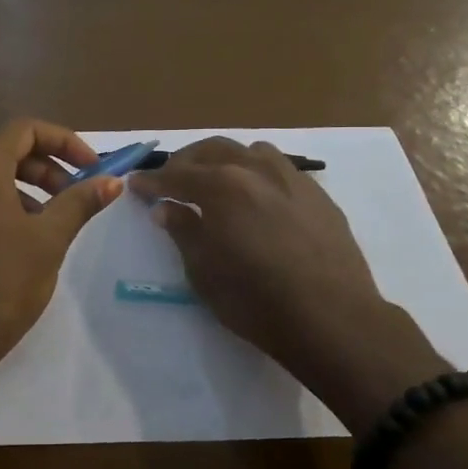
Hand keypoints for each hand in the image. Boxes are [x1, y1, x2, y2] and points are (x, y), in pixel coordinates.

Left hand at [0, 119, 121, 384]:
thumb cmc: (0, 285)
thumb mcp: (48, 240)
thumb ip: (80, 202)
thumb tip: (112, 181)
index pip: (24, 129)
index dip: (64, 142)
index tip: (90, 169)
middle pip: (1, 151)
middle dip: (44, 168)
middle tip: (72, 198)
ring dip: (19, 190)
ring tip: (43, 226)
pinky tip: (8, 244)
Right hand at [129, 139, 445, 428]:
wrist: (331, 318)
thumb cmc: (255, 301)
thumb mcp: (204, 272)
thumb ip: (183, 232)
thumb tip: (166, 208)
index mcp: (222, 186)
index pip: (177, 176)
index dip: (152, 181)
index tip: (135, 184)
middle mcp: (256, 170)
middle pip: (214, 150)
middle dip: (186, 162)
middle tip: (171, 179)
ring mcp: (293, 178)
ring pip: (252, 152)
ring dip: (226, 160)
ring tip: (215, 182)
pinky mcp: (318, 195)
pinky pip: (281, 170)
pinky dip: (258, 174)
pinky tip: (257, 198)